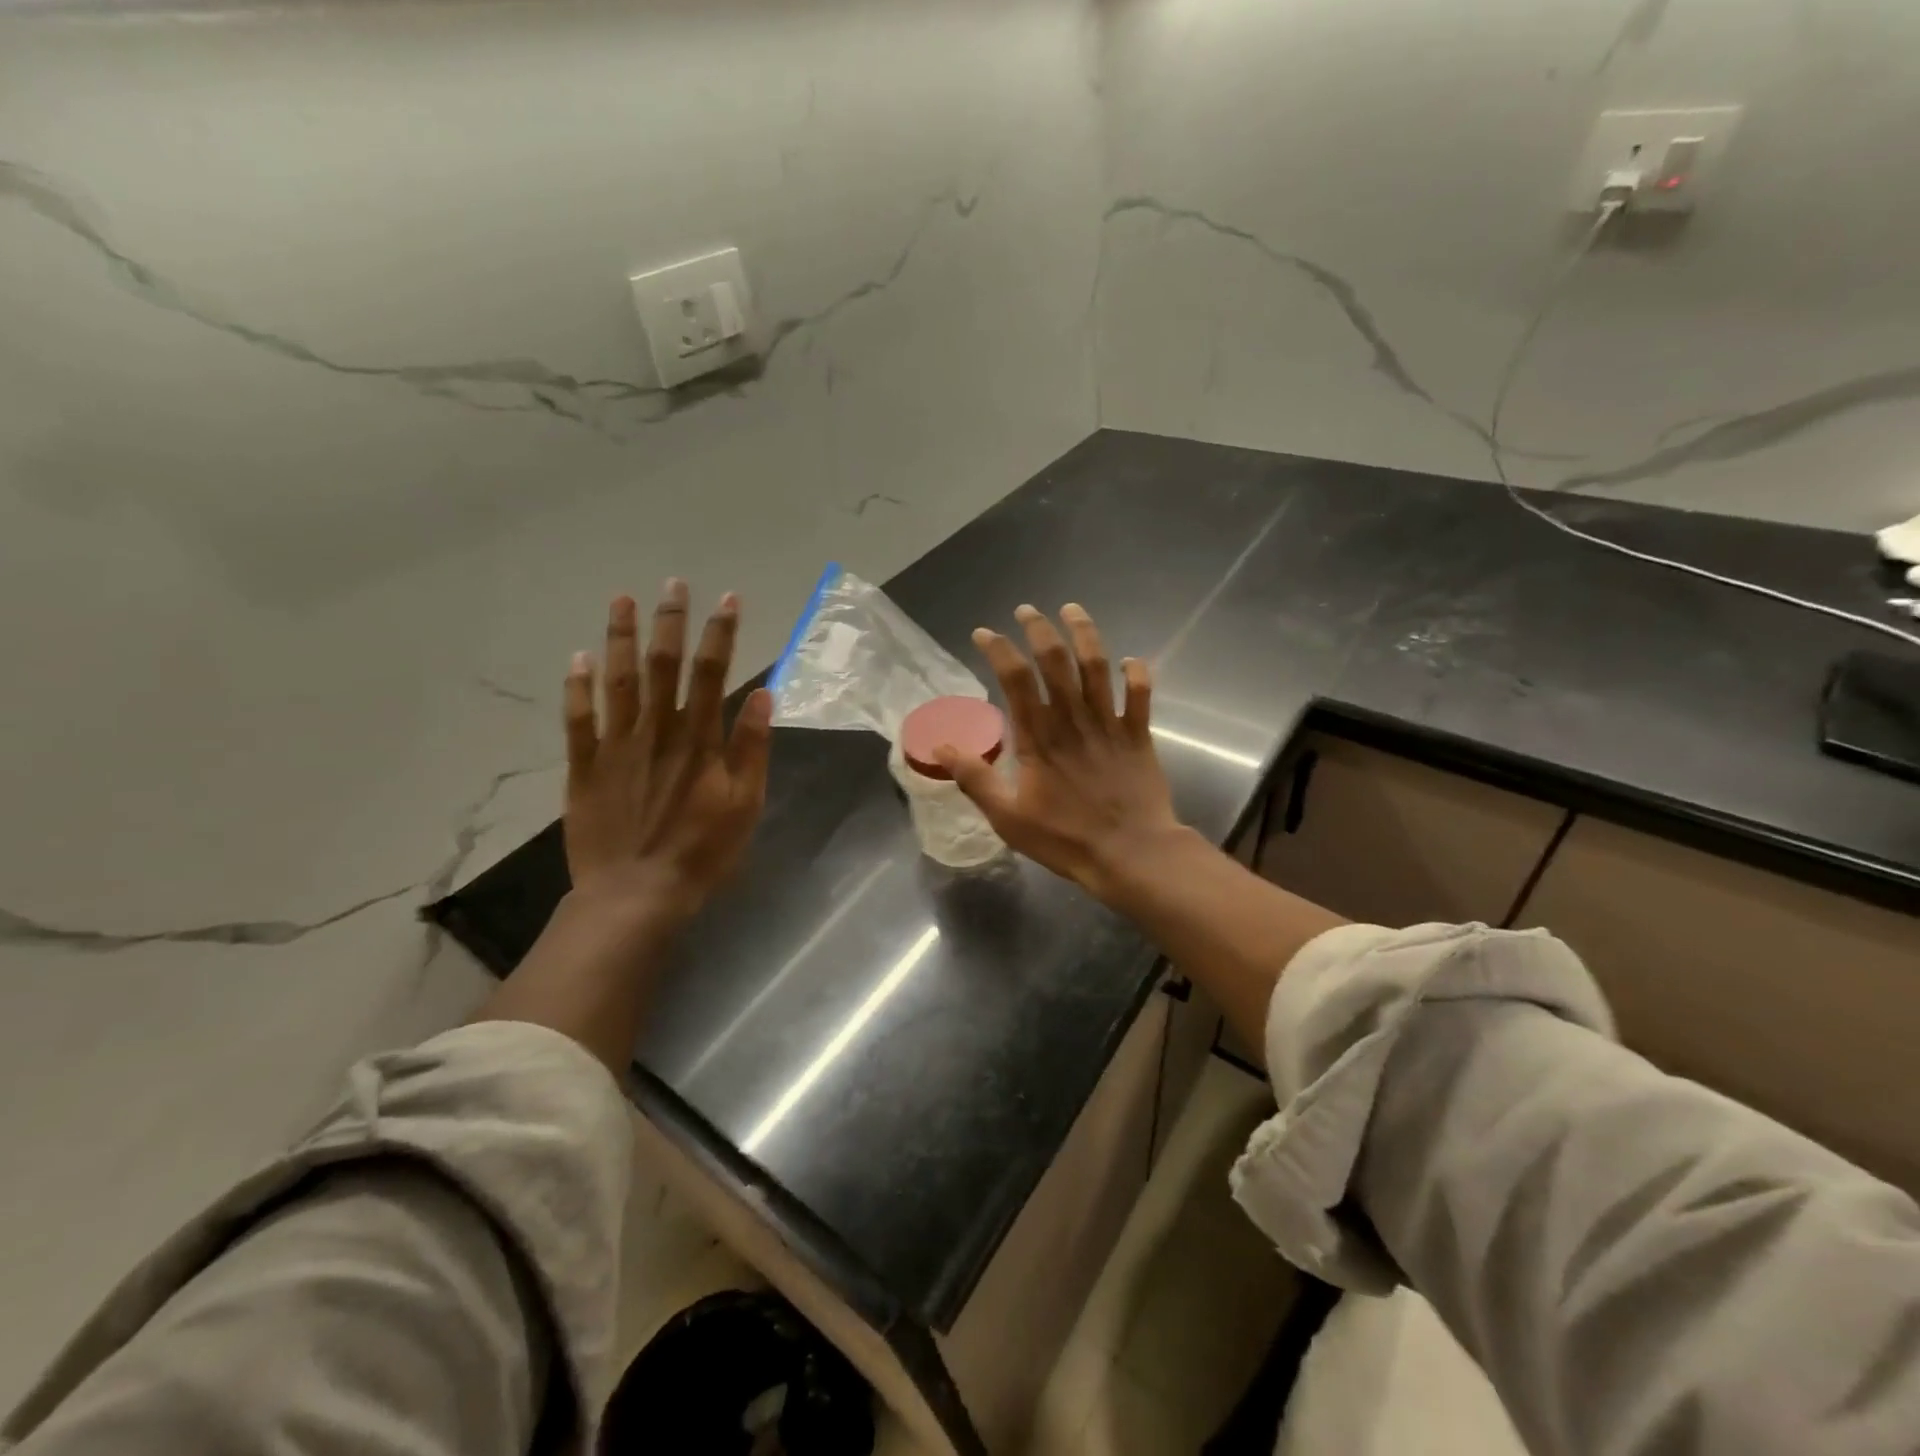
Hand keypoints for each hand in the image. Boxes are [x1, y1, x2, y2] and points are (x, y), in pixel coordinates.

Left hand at [562, 581, 772, 927]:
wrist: (635, 894)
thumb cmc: (702, 853)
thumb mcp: (745, 805)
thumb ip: (751, 748)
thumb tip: (762, 694)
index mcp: (699, 741)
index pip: (712, 673)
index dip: (720, 633)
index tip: (727, 599)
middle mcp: (656, 732)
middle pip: (662, 666)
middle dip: (670, 622)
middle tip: (673, 584)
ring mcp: (616, 747)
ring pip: (617, 681)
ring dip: (621, 638)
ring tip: (622, 600)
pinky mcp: (585, 767)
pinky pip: (578, 720)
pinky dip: (577, 688)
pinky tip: (578, 658)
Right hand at [935, 603, 1184, 902]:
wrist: (1131, 854)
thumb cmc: (1065, 838)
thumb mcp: (1007, 817)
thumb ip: (975, 779)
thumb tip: (940, 746)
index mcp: (1038, 737)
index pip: (1015, 679)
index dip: (999, 649)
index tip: (984, 633)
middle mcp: (1073, 720)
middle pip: (1055, 660)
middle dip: (1039, 629)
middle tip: (1027, 610)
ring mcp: (1109, 724)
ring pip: (1097, 666)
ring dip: (1085, 634)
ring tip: (1072, 610)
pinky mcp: (1139, 735)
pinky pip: (1141, 695)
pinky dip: (1137, 674)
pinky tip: (1130, 660)